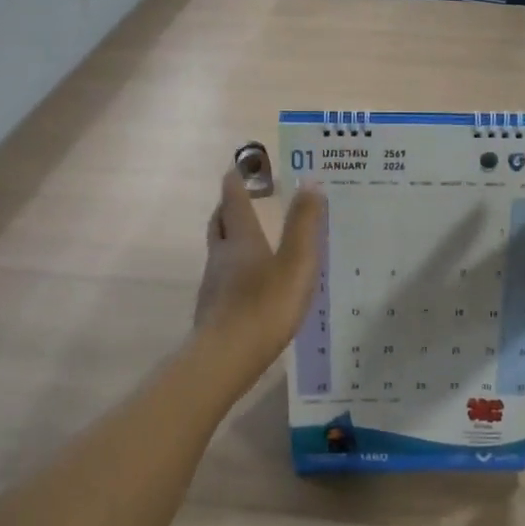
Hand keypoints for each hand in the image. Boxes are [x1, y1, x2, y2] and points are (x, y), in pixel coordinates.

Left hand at [194, 170, 326, 375]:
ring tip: (250, 239)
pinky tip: (249, 283)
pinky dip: (233, 269)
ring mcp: (214, 284)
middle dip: (228, 208)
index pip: (234, 201)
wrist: (226, 357)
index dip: (236, 182)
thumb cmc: (265, 305)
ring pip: (219, 252)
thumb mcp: (296, 263)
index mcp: (242, 240)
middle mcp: (222, 256)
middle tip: (239, 199)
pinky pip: (223, 278)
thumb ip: (304, 224)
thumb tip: (310, 181)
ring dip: (230, 239)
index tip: (237, 168)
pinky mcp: (214, 309)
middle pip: (219, 223)